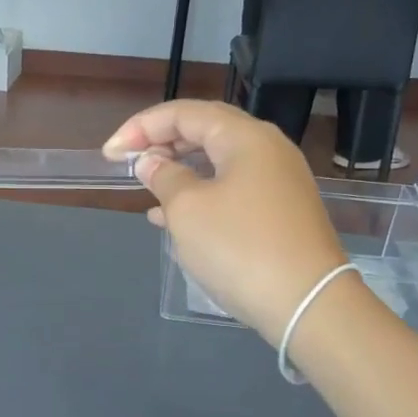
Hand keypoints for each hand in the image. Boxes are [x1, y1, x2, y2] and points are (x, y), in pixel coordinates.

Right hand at [104, 101, 348, 341]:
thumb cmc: (239, 247)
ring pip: (217, 161)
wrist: (307, 303)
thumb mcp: (187, 210)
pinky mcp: (280, 211)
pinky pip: (231, 188)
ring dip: (178, 170)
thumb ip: (163, 177)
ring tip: (145, 187)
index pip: (184, 113)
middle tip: (127, 163)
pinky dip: (199, 194)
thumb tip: (151, 162)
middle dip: (161, 142)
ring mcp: (278, 181)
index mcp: (245, 137)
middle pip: (205, 130)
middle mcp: (267, 149)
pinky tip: (171, 218)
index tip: (110, 154)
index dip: (141, 127)